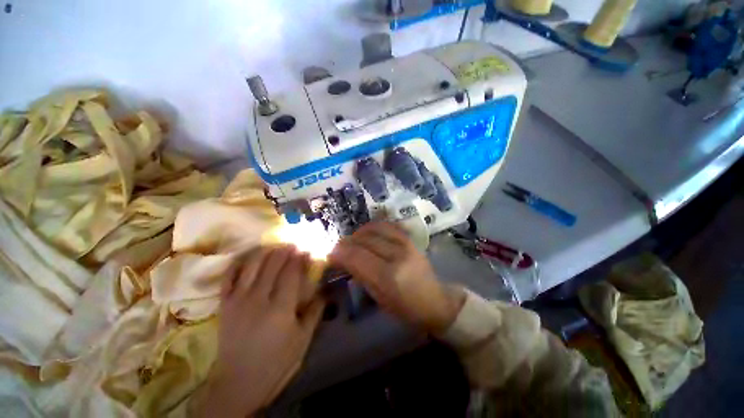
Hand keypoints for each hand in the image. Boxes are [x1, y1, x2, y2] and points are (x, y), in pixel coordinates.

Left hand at [200, 246, 324, 416]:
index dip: (299, 258)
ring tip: (274, 245)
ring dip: (265, 252)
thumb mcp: (303, 339)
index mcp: (280, 308)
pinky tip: (246, 257)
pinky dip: (237, 264)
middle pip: (273, 265)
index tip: (306, 248)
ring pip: (252, 266)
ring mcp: (238, 300)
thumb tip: (323, 290)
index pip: (291, 273)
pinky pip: (228, 278)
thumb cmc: (277, 362)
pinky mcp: (225, 305)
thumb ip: (315, 311)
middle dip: (284, 250)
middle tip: (292, 242)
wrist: (239, 383)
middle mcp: (258, 298)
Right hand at [329, 222, 464, 332]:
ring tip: (352, 241)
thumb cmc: (405, 307)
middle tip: (338, 247)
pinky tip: (367, 233)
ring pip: (374, 229)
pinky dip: (373, 227)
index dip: (339, 253)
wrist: (435, 300)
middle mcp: (397, 255)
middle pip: (364, 241)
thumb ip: (360, 275)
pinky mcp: (409, 239)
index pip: (357, 257)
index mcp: (388, 277)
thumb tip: (343, 259)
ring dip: (358, 233)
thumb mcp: (379, 298)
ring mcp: (405, 244)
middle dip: (346, 242)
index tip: (329, 253)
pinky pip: (387, 225)